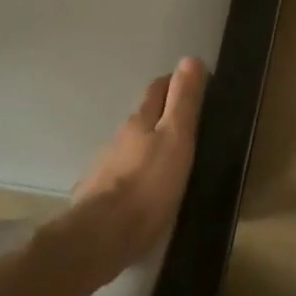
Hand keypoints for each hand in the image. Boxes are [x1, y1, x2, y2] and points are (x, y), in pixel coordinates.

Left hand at [63, 59, 207, 280]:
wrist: (101, 236)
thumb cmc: (148, 185)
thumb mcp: (176, 139)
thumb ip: (184, 101)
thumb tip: (190, 59)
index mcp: (140, 120)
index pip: (158, 89)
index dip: (176, 82)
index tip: (195, 85)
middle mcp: (120, 137)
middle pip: (144, 116)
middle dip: (162, 111)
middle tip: (188, 120)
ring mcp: (106, 166)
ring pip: (132, 145)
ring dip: (149, 144)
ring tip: (171, 156)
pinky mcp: (101, 194)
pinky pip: (124, 173)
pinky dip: (138, 171)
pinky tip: (147, 186)